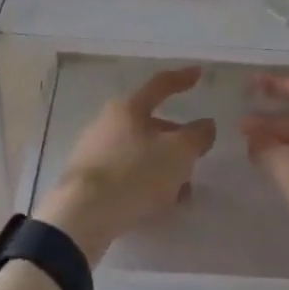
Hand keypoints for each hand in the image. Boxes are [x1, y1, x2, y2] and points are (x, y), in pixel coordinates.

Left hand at [35, 66, 214, 264]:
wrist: (83, 216)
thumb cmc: (134, 173)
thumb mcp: (177, 153)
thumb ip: (196, 136)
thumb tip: (206, 125)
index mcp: (128, 107)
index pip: (160, 85)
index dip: (182, 79)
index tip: (198, 73)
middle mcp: (108, 122)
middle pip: (149, 123)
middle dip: (175, 138)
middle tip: (195, 154)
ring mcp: (94, 151)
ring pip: (139, 152)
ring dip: (163, 166)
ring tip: (183, 190)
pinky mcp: (87, 180)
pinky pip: (125, 174)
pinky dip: (145, 182)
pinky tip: (158, 204)